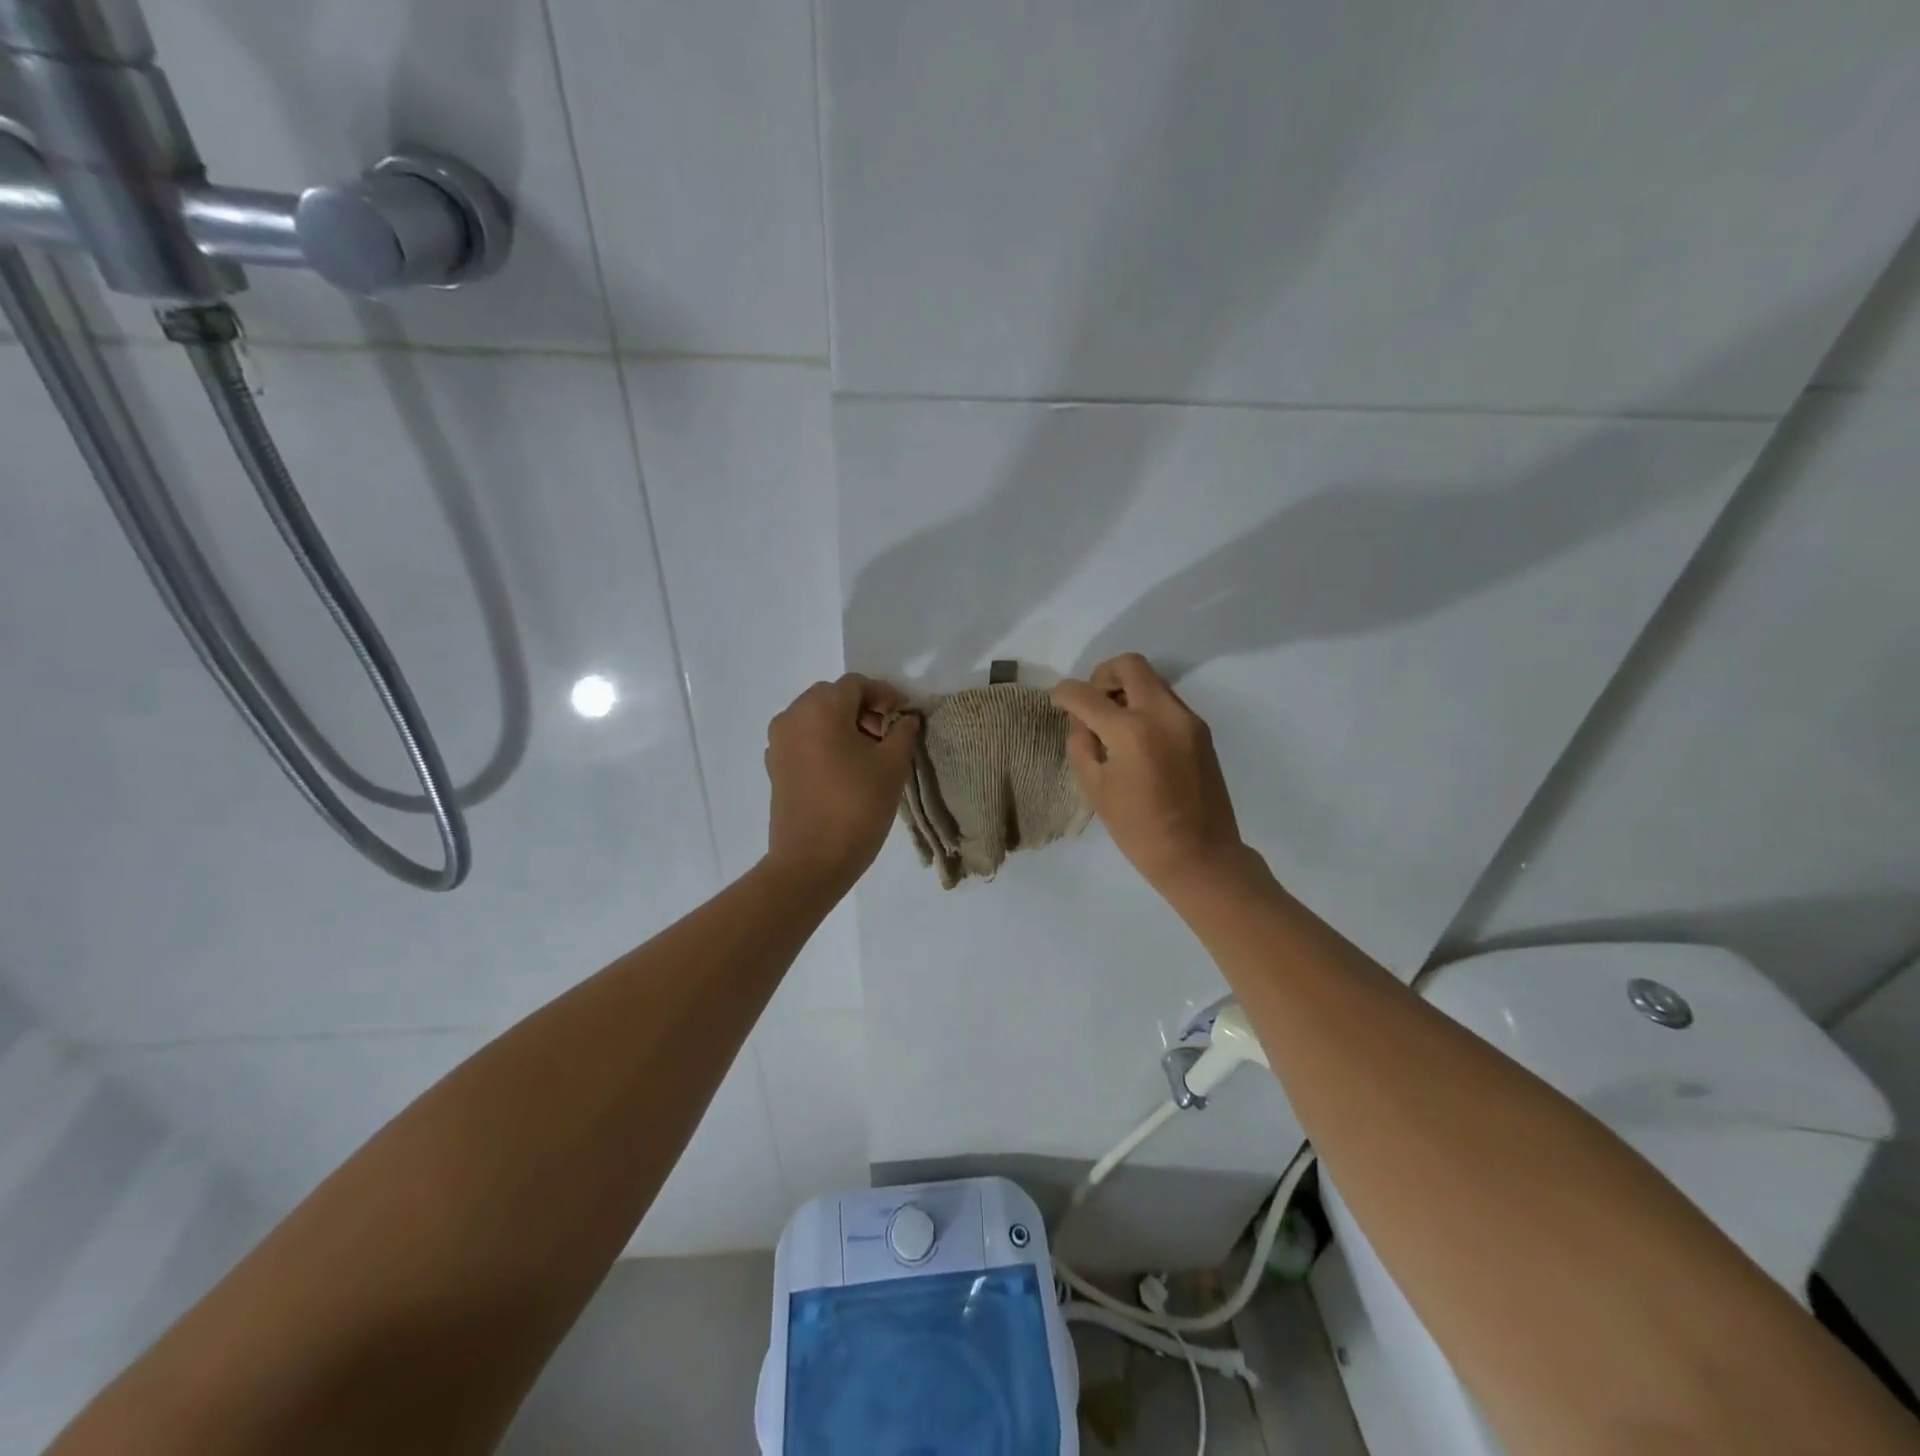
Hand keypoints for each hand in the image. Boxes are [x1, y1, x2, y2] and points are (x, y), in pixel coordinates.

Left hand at [765, 674, 919, 887]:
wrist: (811, 861)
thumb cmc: (856, 807)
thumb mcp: (892, 766)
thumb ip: (903, 732)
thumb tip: (906, 718)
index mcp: (820, 708)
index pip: (857, 685)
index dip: (886, 696)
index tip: (905, 717)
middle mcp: (792, 716)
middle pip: (833, 697)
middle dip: (864, 710)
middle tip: (888, 736)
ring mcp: (779, 742)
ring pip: (816, 718)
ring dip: (844, 726)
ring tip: (869, 755)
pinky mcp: (775, 767)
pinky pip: (804, 740)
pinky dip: (825, 743)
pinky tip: (845, 770)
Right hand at [1051, 654, 1252, 895]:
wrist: (1201, 856)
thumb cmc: (1140, 830)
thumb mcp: (1095, 790)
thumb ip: (1082, 745)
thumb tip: (1082, 722)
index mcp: (1131, 731)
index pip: (1087, 694)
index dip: (1064, 694)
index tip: (1057, 701)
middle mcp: (1163, 713)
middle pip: (1129, 665)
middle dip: (1101, 676)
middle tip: (1091, 704)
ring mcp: (1187, 719)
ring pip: (1151, 680)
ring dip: (1126, 690)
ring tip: (1112, 725)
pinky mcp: (1201, 730)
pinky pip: (1166, 701)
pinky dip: (1145, 706)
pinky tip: (1136, 740)